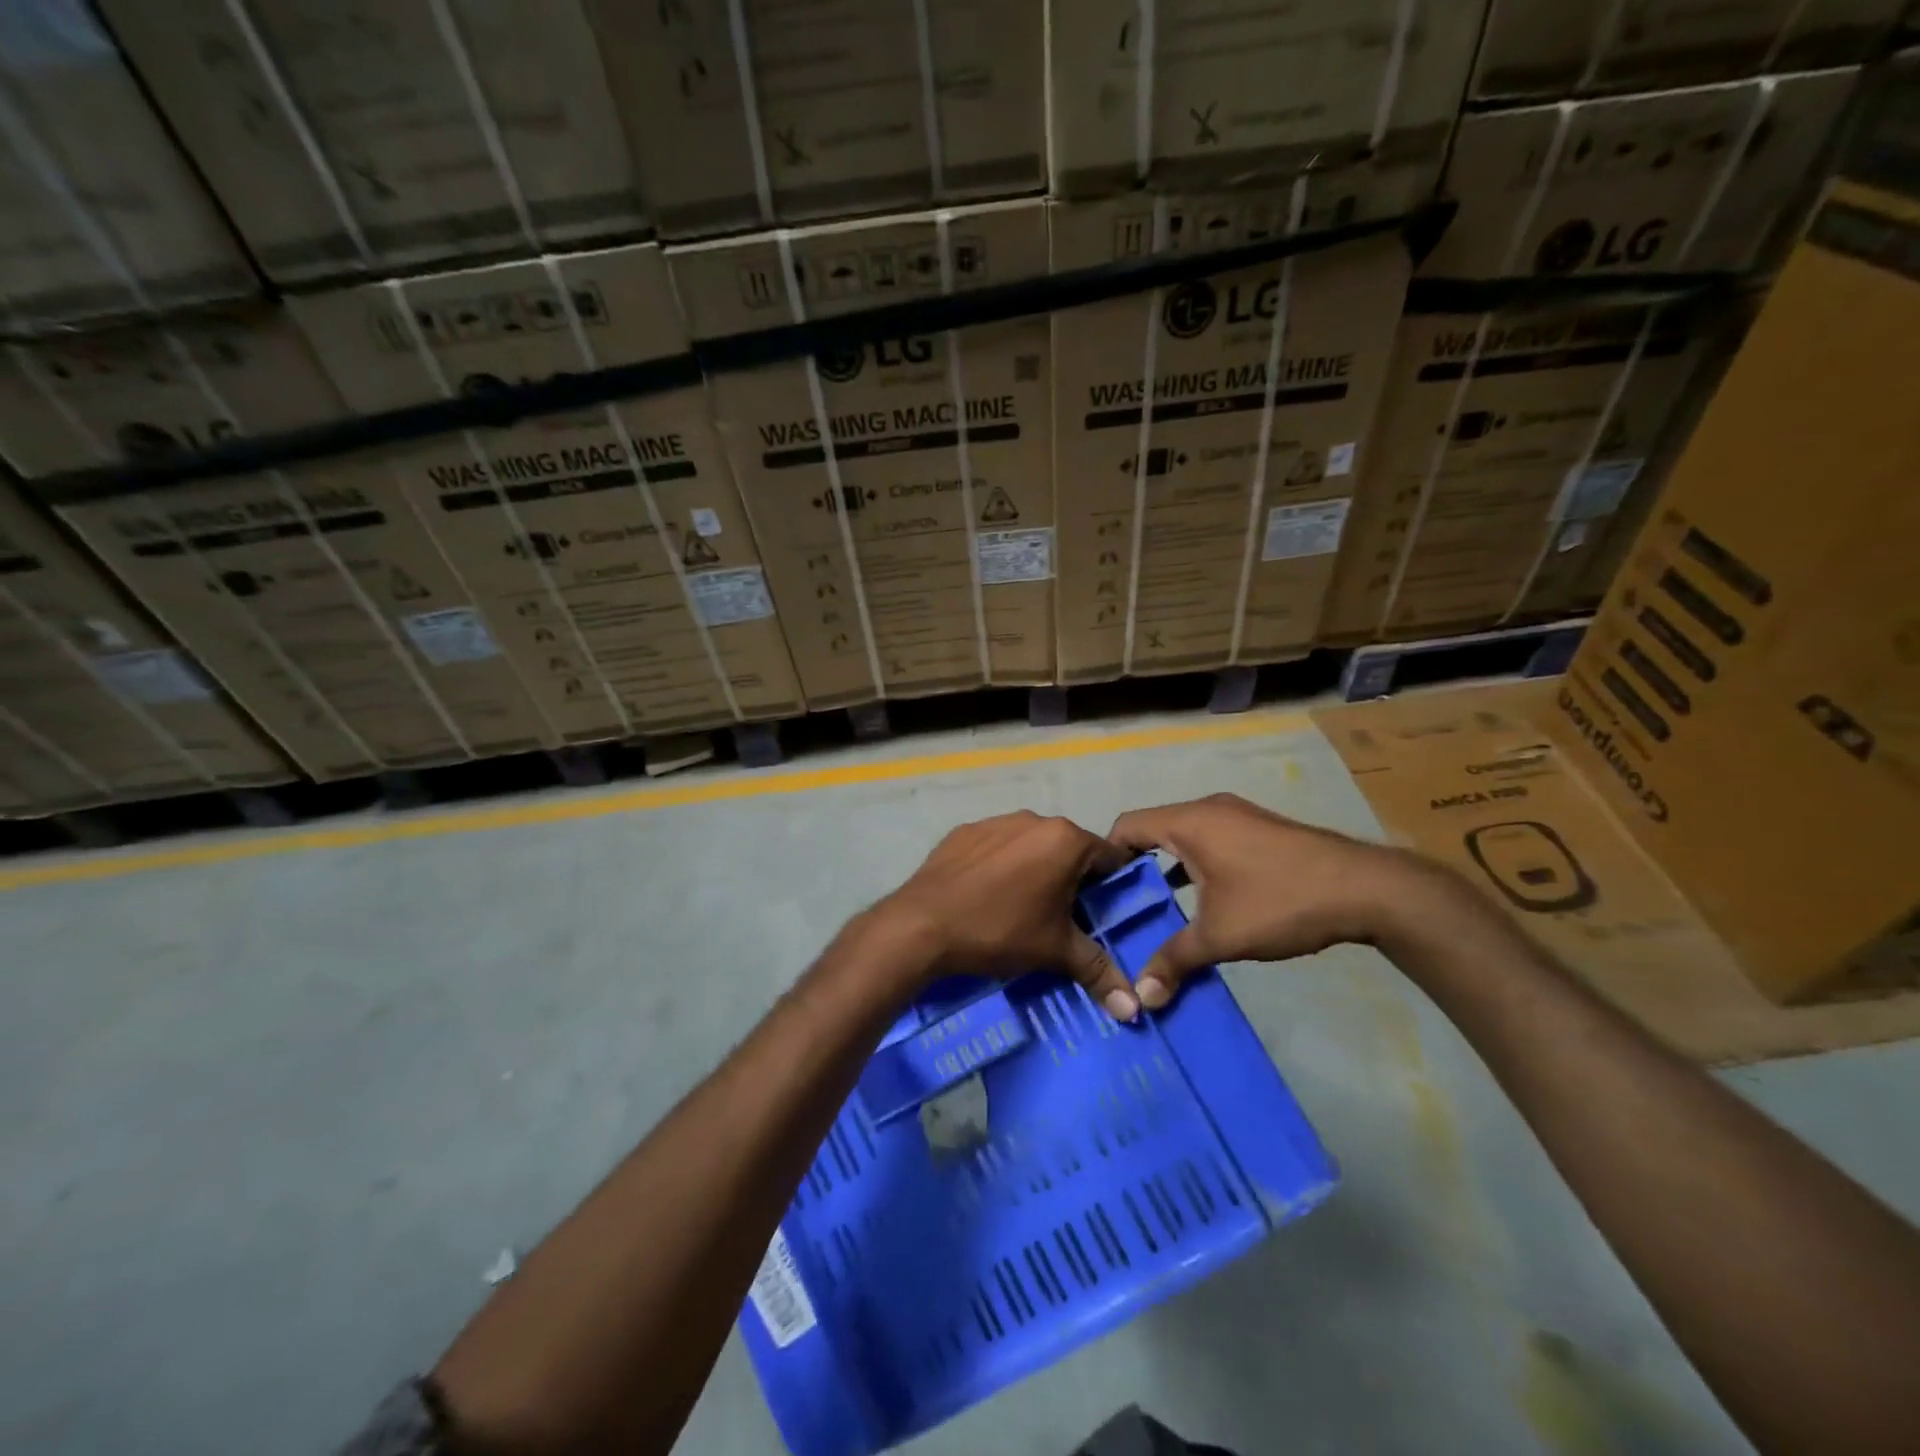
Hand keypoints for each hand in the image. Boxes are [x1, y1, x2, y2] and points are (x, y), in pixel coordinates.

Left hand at [871, 811, 1138, 1019]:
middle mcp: (1033, 819)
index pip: (1108, 858)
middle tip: (1063, 919)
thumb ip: (1098, 972)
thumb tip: (1135, 1010)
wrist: (921, 925)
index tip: (1103, 914)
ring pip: (1030, 846)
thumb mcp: (1055, 951)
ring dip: (1035, 870)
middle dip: (1071, 880)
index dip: (1111, 888)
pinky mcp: (963, 832)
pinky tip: (986, 896)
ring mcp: (995, 821)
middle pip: (1068, 850)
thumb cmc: (1000, 931)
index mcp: (1065, 839)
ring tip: (1021, 909)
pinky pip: (995, 847)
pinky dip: (999, 866)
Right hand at [1109, 793, 1453, 1009]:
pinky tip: (1203, 901)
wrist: (1366, 889)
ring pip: (1184, 836)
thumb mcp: (1221, 936)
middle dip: (1136, 867)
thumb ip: (1175, 961)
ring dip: (1168, 868)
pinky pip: (1210, 839)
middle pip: (1153, 829)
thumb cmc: (1280, 902)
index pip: (1126, 826)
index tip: (1100, 895)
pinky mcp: (1260, 829)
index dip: (1106, 858)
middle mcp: (1208, 809)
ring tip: (1159, 909)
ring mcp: (1238, 816)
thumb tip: (1140, 998)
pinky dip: (1196, 864)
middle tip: (1126, 908)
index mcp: (1189, 822)